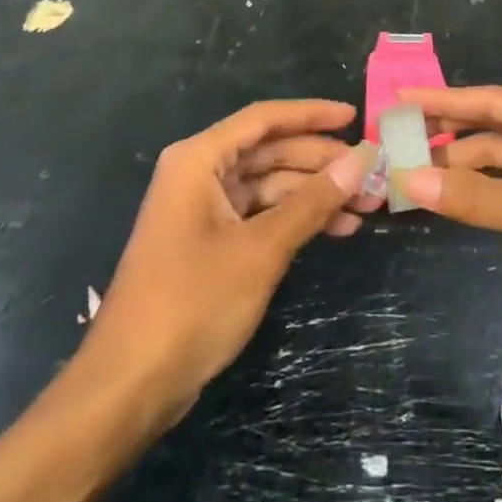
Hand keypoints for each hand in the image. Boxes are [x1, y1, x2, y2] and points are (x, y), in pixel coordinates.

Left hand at [72, 100, 377, 428]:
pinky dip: (296, 220)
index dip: (312, 114)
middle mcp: (199, 175)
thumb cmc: (192, 303)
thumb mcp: (261, 249)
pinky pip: (261, 215)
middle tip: (372, 173)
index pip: (264, 119)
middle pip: (270, 152)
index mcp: (199, 160)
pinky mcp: (210, 243)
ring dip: (315, 194)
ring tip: (366, 206)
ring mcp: (203, 211)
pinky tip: (337, 229)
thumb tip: (361, 158)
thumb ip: (312, 201)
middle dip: (321, 162)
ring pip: (270, 186)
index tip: (354, 116)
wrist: (129, 386)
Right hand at [397, 86, 501, 345]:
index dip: (444, 99)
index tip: (399, 96)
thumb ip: (476, 198)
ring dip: (462, 167)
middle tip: (396, 139)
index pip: (493, 101)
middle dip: (448, 133)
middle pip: (495, 126)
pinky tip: (450, 198)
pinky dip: (482, 191)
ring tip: (411, 175)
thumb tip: (407, 179)